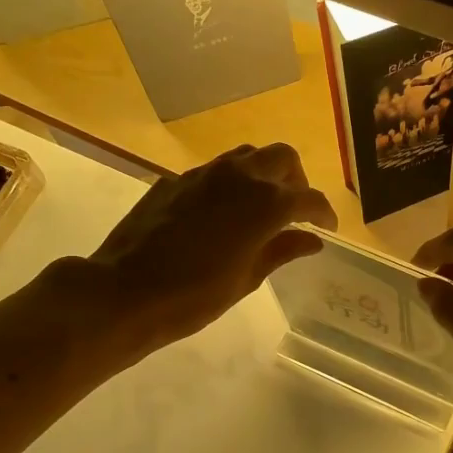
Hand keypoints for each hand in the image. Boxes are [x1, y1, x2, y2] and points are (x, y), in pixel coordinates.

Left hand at [82, 143, 336, 353]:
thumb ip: (282, 251)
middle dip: (296, 180)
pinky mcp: (176, 180)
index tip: (327, 228)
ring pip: (247, 156)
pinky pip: (214, 171)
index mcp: (264, 204)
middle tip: (294, 210)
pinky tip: (220, 214)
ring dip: (262, 174)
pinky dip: (230, 184)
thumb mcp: (246, 279)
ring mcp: (203, 174)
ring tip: (260, 206)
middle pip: (282, 158)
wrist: (125, 291)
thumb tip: (312, 239)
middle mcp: (238, 177)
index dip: (323, 212)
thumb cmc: (193, 296)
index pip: (308, 198)